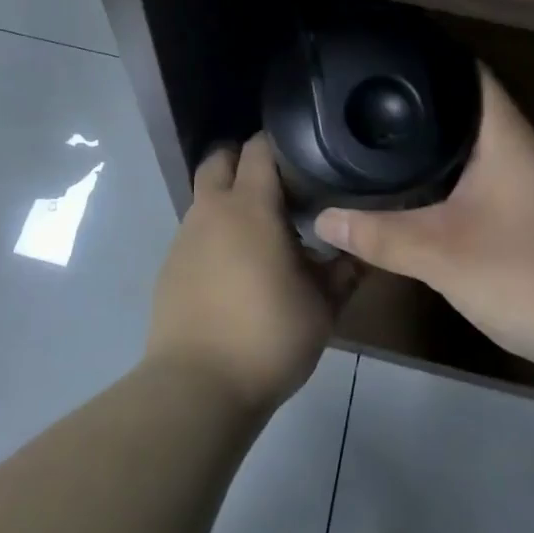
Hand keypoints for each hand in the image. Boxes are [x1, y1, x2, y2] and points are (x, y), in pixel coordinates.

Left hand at [147, 133, 359, 414]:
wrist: (198, 387)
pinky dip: (214, 232)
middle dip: (244, 160)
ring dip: (229, 199)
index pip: (259, 147)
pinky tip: (235, 268)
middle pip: (220, 158)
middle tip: (278, 186)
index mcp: (250, 206)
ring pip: (205, 195)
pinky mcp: (170, 265)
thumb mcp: (323, 305)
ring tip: (261, 232)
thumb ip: (345, 269)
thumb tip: (363, 247)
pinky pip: (195, 230)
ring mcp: (185, 237)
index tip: (306, 158)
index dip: (281, 145)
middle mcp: (212, 210)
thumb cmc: (268, 336)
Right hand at [314, 67, 533, 376]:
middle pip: (478, 110)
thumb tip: (323, 219)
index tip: (392, 57)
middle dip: (430, 105)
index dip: (435, 60)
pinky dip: (464, 176)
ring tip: (396, 139)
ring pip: (488, 148)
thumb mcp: (439, 254)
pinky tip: (435, 192)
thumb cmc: (525, 275)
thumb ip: (379, 235)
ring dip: (448, 143)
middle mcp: (531, 151)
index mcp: (510, 139)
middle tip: (379, 102)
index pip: (474, 76)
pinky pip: (497, 178)